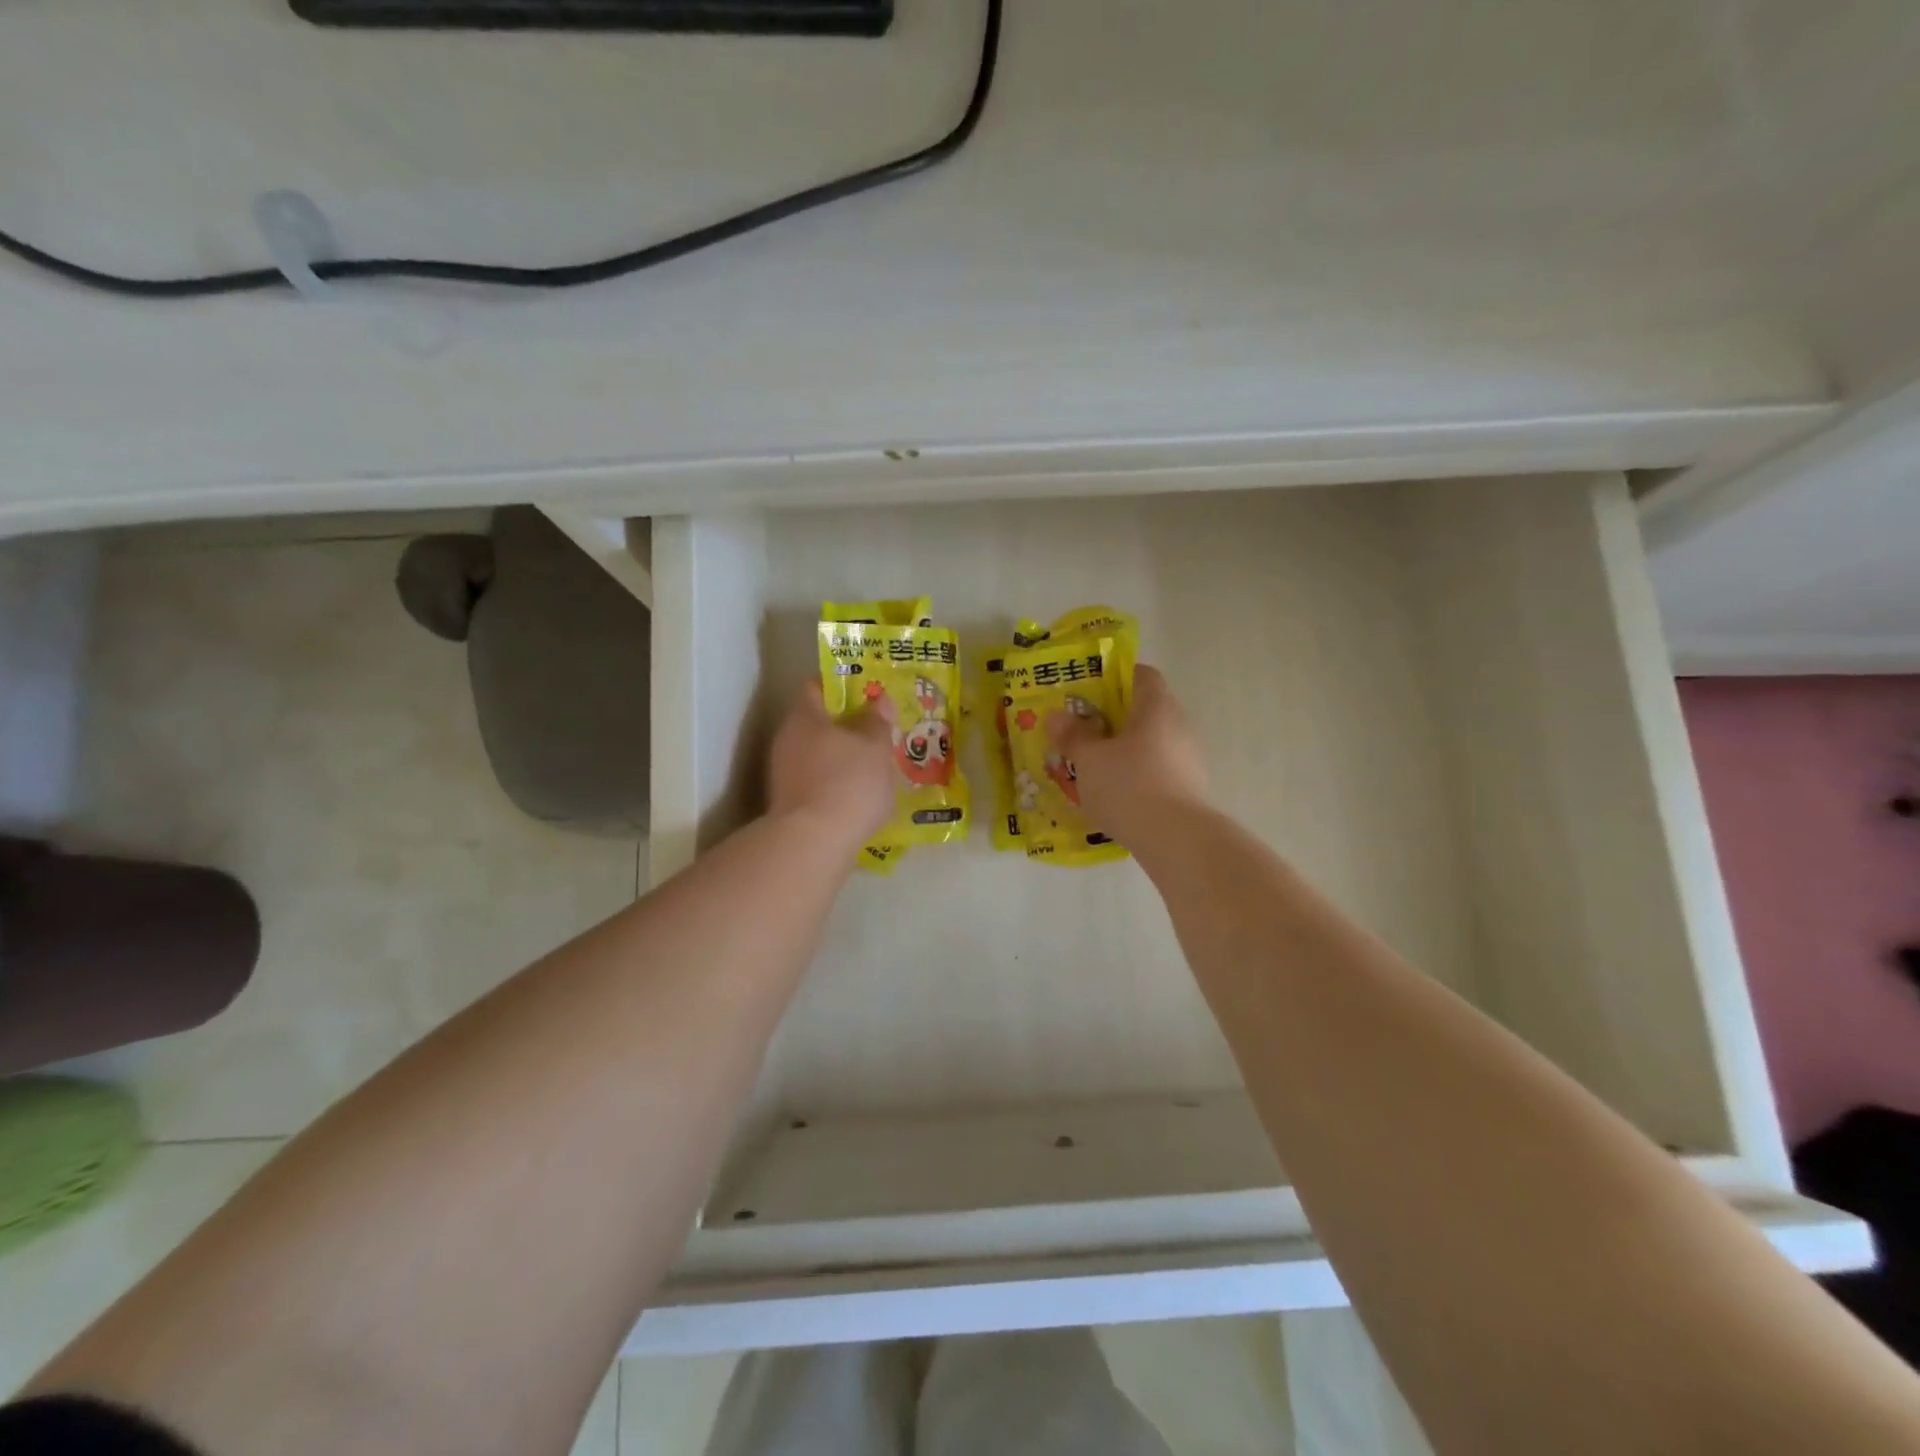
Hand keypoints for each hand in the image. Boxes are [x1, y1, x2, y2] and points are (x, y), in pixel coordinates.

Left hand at [768, 680, 896, 847]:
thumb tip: (878, 701)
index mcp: (804, 716)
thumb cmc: (848, 782)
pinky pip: (817, 782)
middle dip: (846, 727)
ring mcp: (783, 774)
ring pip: (817, 755)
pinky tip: (858, 796)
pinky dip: (835, 784)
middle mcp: (786, 740)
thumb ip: (877, 721)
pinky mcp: (788, 804)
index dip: (842, 687)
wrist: (814, 843)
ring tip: (873, 767)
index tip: (867, 695)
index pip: (816, 687)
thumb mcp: (875, 746)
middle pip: (817, 723)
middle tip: (877, 732)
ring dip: (841, 758)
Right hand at [1047, 664, 1207, 842]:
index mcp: (1156, 706)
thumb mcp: (1089, 760)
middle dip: (1113, 717)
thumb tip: (1058, 715)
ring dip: (1124, 749)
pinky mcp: (1190, 787)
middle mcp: (1179, 724)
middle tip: (1082, 730)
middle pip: (1145, 709)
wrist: (1177, 839)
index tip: (1088, 690)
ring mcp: (1188, 758)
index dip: (1115, 677)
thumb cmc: (1129, 786)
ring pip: (1151, 742)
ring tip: (1093, 766)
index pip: (1141, 674)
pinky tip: (1115, 793)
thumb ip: (1073, 735)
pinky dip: (1137, 774)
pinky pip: (1157, 769)